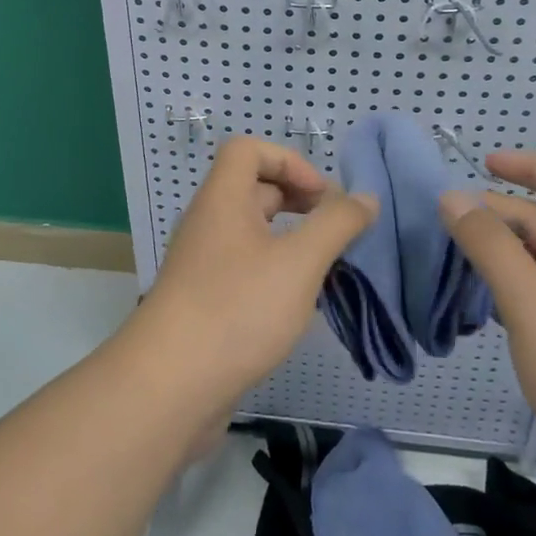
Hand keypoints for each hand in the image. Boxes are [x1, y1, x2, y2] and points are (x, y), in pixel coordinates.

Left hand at [132, 138, 377, 411]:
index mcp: (222, 199)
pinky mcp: (204, 300)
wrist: (170, 386)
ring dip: (290, 239)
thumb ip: (336, 225)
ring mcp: (202, 263)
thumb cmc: (237, 309)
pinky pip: (244, 267)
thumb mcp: (299, 263)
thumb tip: (365, 198)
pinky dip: (274, 271)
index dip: (289, 161)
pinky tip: (297, 303)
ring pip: (251, 232)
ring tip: (324, 267)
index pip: (248, 149)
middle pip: (253, 188)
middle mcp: (208, 222)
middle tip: (333, 230)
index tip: (322, 198)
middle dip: (297, 200)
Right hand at [440, 152, 535, 489]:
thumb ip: (489, 245)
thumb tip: (454, 197)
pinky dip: (520, 294)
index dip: (531, 167)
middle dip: (503, 217)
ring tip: (458, 264)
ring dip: (507, 258)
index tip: (484, 165)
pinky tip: (489, 312)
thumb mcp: (530, 301)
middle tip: (449, 223)